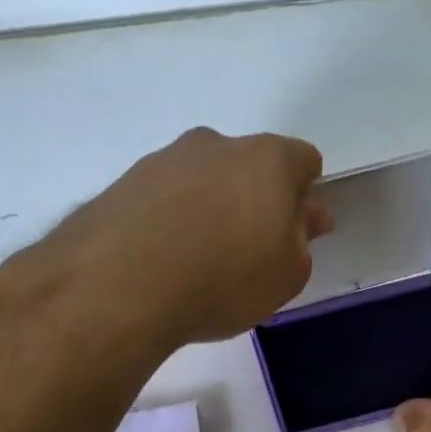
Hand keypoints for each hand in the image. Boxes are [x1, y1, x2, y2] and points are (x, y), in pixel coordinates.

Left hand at [36, 127, 332, 347]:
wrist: (121, 286)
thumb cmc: (225, 279)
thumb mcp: (286, 275)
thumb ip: (303, 240)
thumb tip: (309, 214)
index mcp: (267, 159)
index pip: (302, 160)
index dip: (304, 195)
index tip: (294, 231)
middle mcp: (214, 145)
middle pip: (248, 165)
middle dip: (253, 198)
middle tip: (246, 250)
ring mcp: (163, 160)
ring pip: (200, 179)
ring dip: (207, 208)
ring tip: (196, 261)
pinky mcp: (122, 184)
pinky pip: (161, 198)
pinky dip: (168, 220)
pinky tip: (161, 260)